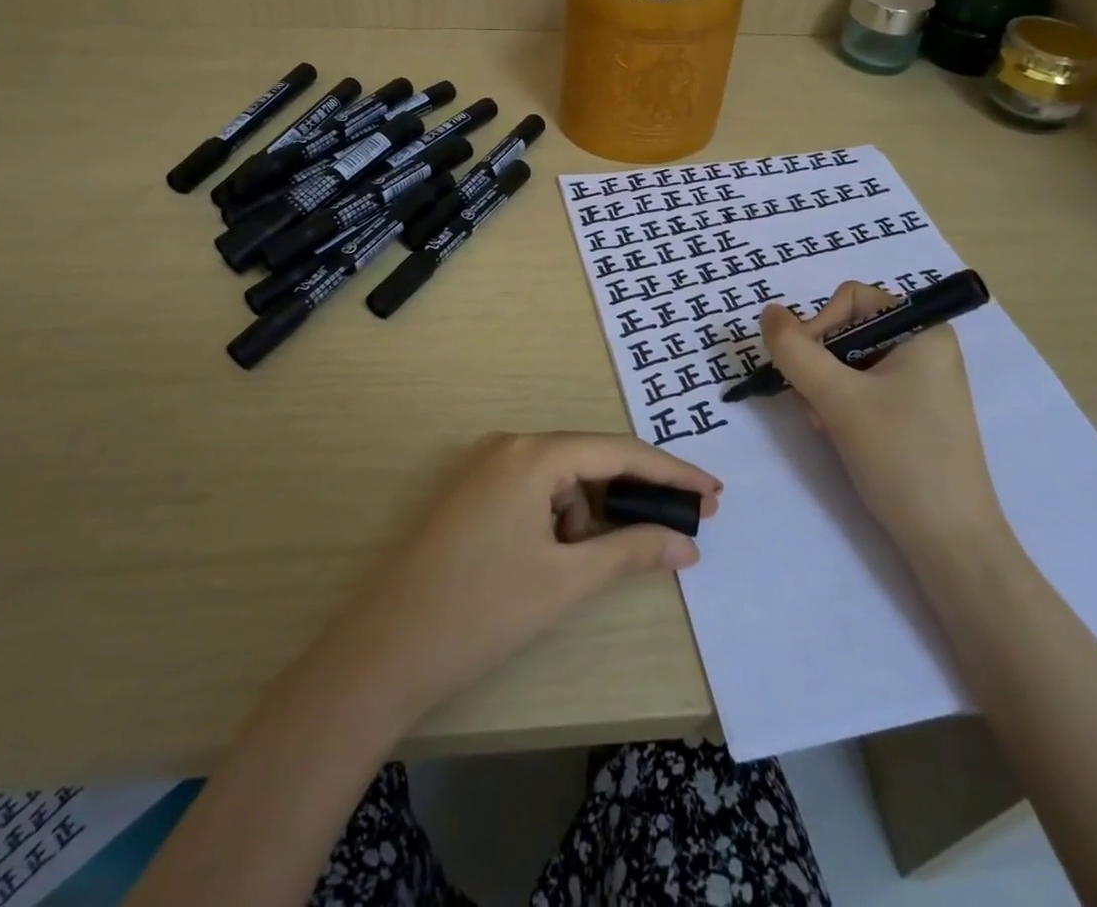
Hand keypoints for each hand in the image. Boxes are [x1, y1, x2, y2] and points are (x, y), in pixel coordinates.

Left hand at [323, 432, 719, 717]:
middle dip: (633, 494)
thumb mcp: (565, 581)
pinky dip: (557, 519)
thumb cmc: (481, 611)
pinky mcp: (471, 493)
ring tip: (583, 567)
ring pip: (561, 479)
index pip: (618, 451)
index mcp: (532, 454)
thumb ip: (631, 551)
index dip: (671, 472)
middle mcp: (508, 445)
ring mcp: (484, 466)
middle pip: (589, 459)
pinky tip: (552, 559)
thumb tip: (687, 542)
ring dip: (588, 515)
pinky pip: (533, 491)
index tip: (714, 493)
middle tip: (680, 526)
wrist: (382, 652)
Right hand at [759, 282, 1005, 557]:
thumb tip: (768, 311)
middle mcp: (924, 347)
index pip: (850, 299)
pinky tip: (842, 438)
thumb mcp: (837, 398)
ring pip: (847, 364)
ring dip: (826, 392)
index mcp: (923, 329)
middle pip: (846, 331)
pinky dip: (841, 408)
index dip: (818, 327)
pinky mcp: (912, 413)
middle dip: (820, 367)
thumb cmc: (901, 457)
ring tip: (832, 429)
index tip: (806, 370)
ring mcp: (920, 382)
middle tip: (818, 407)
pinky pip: (862, 390)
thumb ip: (794, 350)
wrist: (950, 543)